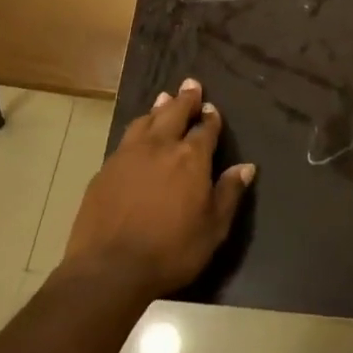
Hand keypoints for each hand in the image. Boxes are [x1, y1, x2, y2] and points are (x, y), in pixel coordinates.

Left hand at [64, 78, 255, 297]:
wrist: (110, 268)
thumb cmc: (171, 250)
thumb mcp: (213, 228)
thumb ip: (229, 193)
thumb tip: (247, 167)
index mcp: (191, 158)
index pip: (205, 129)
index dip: (210, 117)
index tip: (212, 108)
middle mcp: (160, 146)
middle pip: (174, 113)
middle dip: (185, 98)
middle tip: (190, 84)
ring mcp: (129, 154)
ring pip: (146, 120)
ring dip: (158, 108)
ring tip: (164, 98)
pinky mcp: (106, 168)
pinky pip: (126, 138)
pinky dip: (137, 128)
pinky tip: (137, 133)